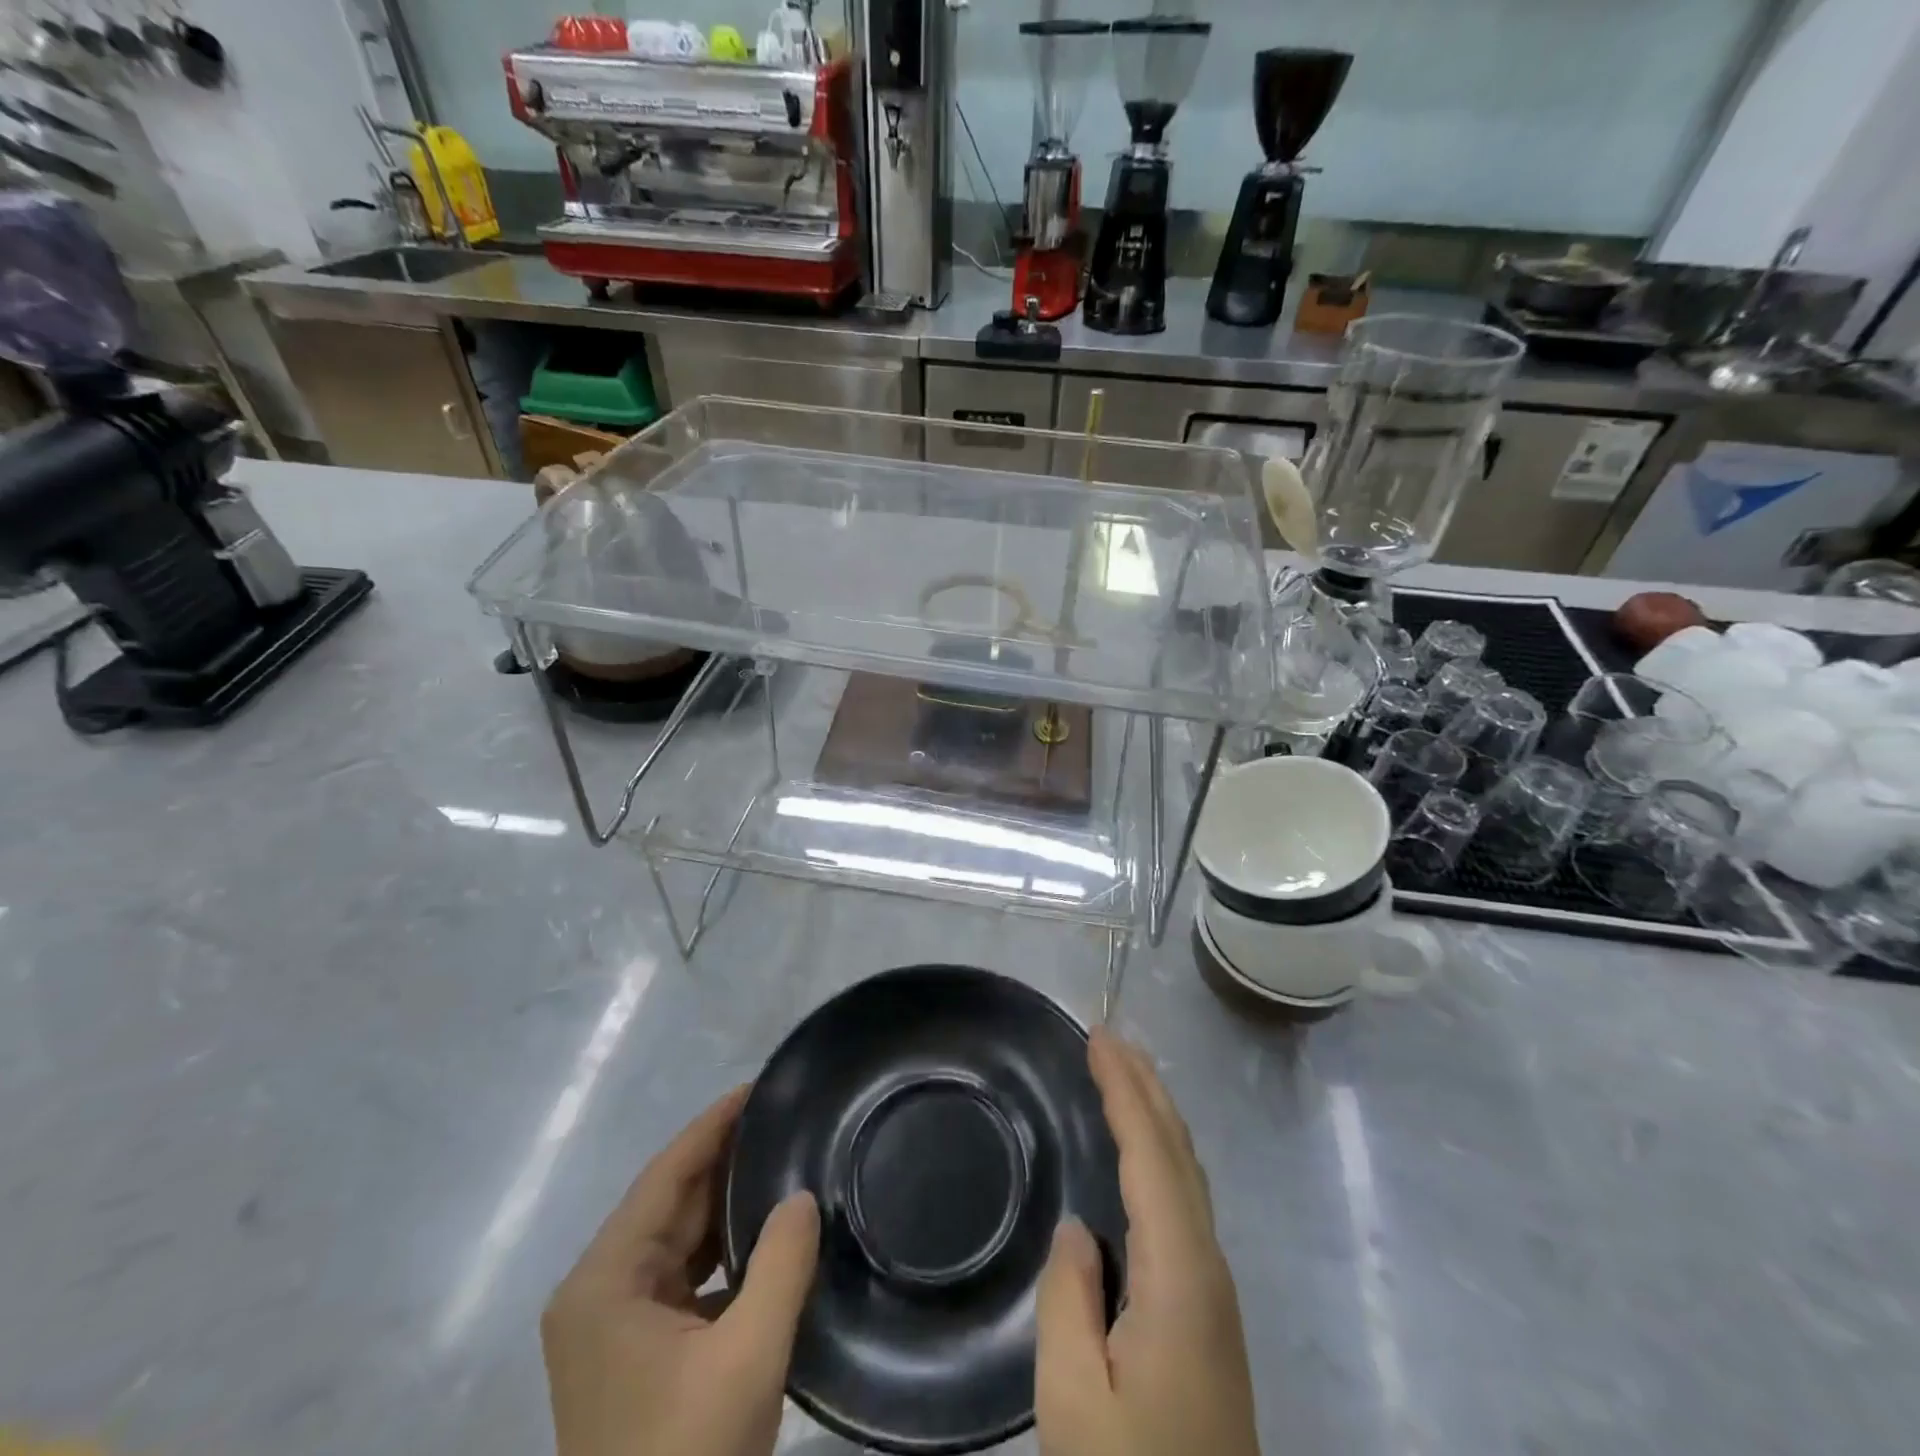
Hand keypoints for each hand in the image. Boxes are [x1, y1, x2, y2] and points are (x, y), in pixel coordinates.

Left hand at [543, 1086, 820, 1455]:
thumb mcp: (747, 1357)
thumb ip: (781, 1264)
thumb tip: (801, 1196)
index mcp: (604, 1281)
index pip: (665, 1175)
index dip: (712, 1126)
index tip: (759, 1088)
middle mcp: (599, 1293)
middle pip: (669, 1204)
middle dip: (725, 1161)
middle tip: (784, 1120)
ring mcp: (614, 1327)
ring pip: (679, 1241)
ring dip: (727, 1207)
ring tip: (783, 1161)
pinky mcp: (636, 1355)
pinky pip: (684, 1278)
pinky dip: (724, 1253)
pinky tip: (767, 1235)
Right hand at [1035, 1029, 1259, 1455]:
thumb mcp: (1074, 1403)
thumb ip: (1069, 1301)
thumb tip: (1079, 1230)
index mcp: (1179, 1275)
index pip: (1151, 1155)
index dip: (1125, 1090)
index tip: (1097, 1038)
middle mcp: (1207, 1268)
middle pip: (1179, 1153)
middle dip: (1146, 1087)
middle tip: (1110, 1038)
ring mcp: (1214, 1292)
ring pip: (1187, 1175)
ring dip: (1156, 1115)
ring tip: (1123, 1075)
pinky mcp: (1207, 1313)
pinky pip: (1183, 1202)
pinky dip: (1160, 1155)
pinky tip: (1142, 1158)